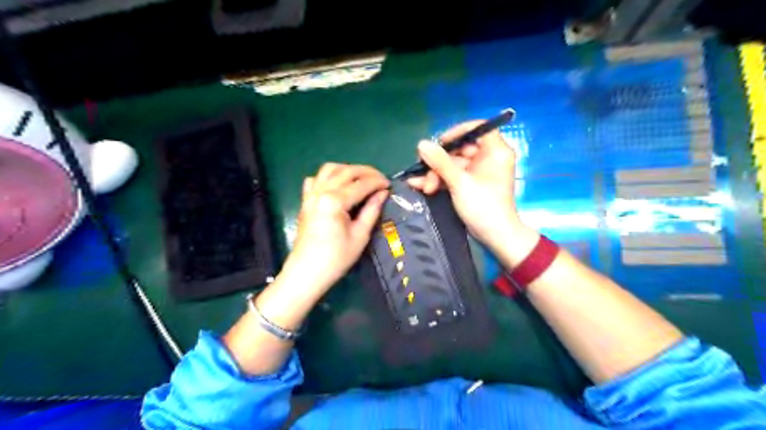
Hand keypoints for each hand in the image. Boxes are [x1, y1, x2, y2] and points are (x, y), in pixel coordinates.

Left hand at [281, 163, 389, 292]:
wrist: (307, 272)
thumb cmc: (336, 258)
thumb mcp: (360, 235)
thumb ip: (372, 210)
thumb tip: (382, 193)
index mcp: (334, 201)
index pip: (361, 184)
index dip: (377, 182)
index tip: (389, 185)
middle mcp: (321, 191)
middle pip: (346, 171)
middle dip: (366, 172)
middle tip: (380, 179)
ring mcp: (311, 194)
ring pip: (329, 169)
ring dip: (348, 169)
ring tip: (361, 179)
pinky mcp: (305, 200)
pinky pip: (315, 179)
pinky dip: (328, 177)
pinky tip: (337, 185)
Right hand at [406, 120, 537, 263]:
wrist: (495, 236)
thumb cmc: (483, 206)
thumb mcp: (459, 182)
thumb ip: (440, 162)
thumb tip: (421, 144)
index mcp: (495, 151)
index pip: (478, 128)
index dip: (457, 132)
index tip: (440, 142)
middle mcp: (488, 158)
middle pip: (460, 149)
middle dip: (439, 162)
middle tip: (424, 171)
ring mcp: (479, 172)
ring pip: (453, 164)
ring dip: (436, 174)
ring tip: (424, 187)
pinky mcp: (471, 184)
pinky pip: (453, 175)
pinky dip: (439, 180)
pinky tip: (419, 185)